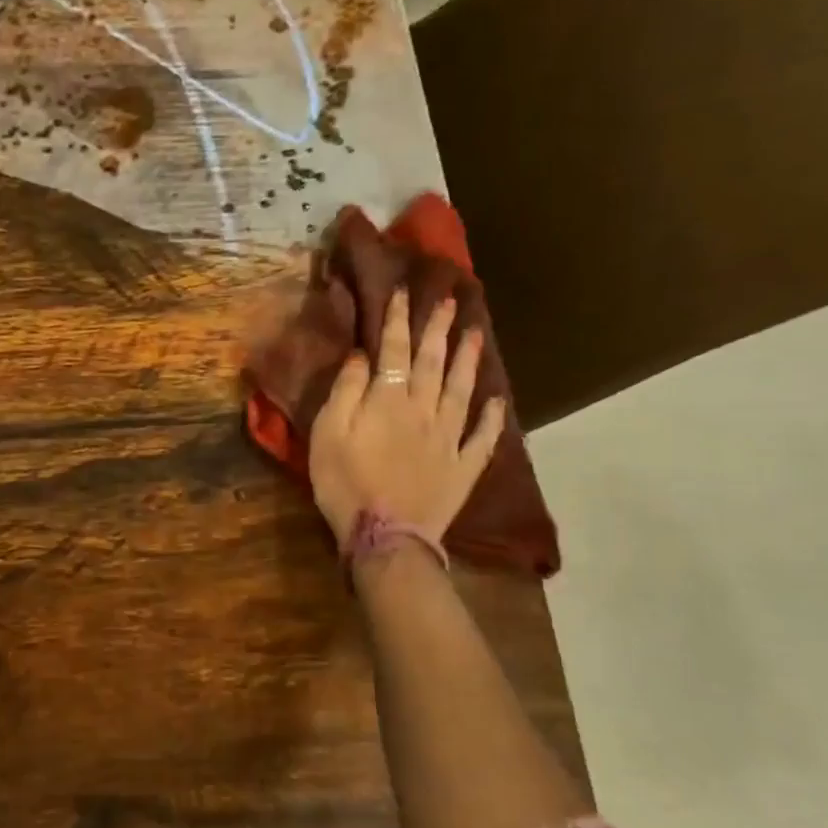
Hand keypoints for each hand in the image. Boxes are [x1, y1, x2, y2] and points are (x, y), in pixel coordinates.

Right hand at [309, 288, 504, 547]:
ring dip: (468, 360)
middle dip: (439, 329)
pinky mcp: (463, 467)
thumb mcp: (329, 434)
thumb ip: (345, 392)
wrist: (385, 536)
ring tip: (476, 334)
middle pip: (433, 363)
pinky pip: (483, 437)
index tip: (404, 291)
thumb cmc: (345, 484)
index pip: (395, 351)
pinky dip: (493, 417)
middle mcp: (425, 411)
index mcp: (389, 401)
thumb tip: (361, 355)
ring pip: (462, 391)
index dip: (399, 320)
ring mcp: (449, 439)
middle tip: (450, 300)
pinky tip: (499, 401)